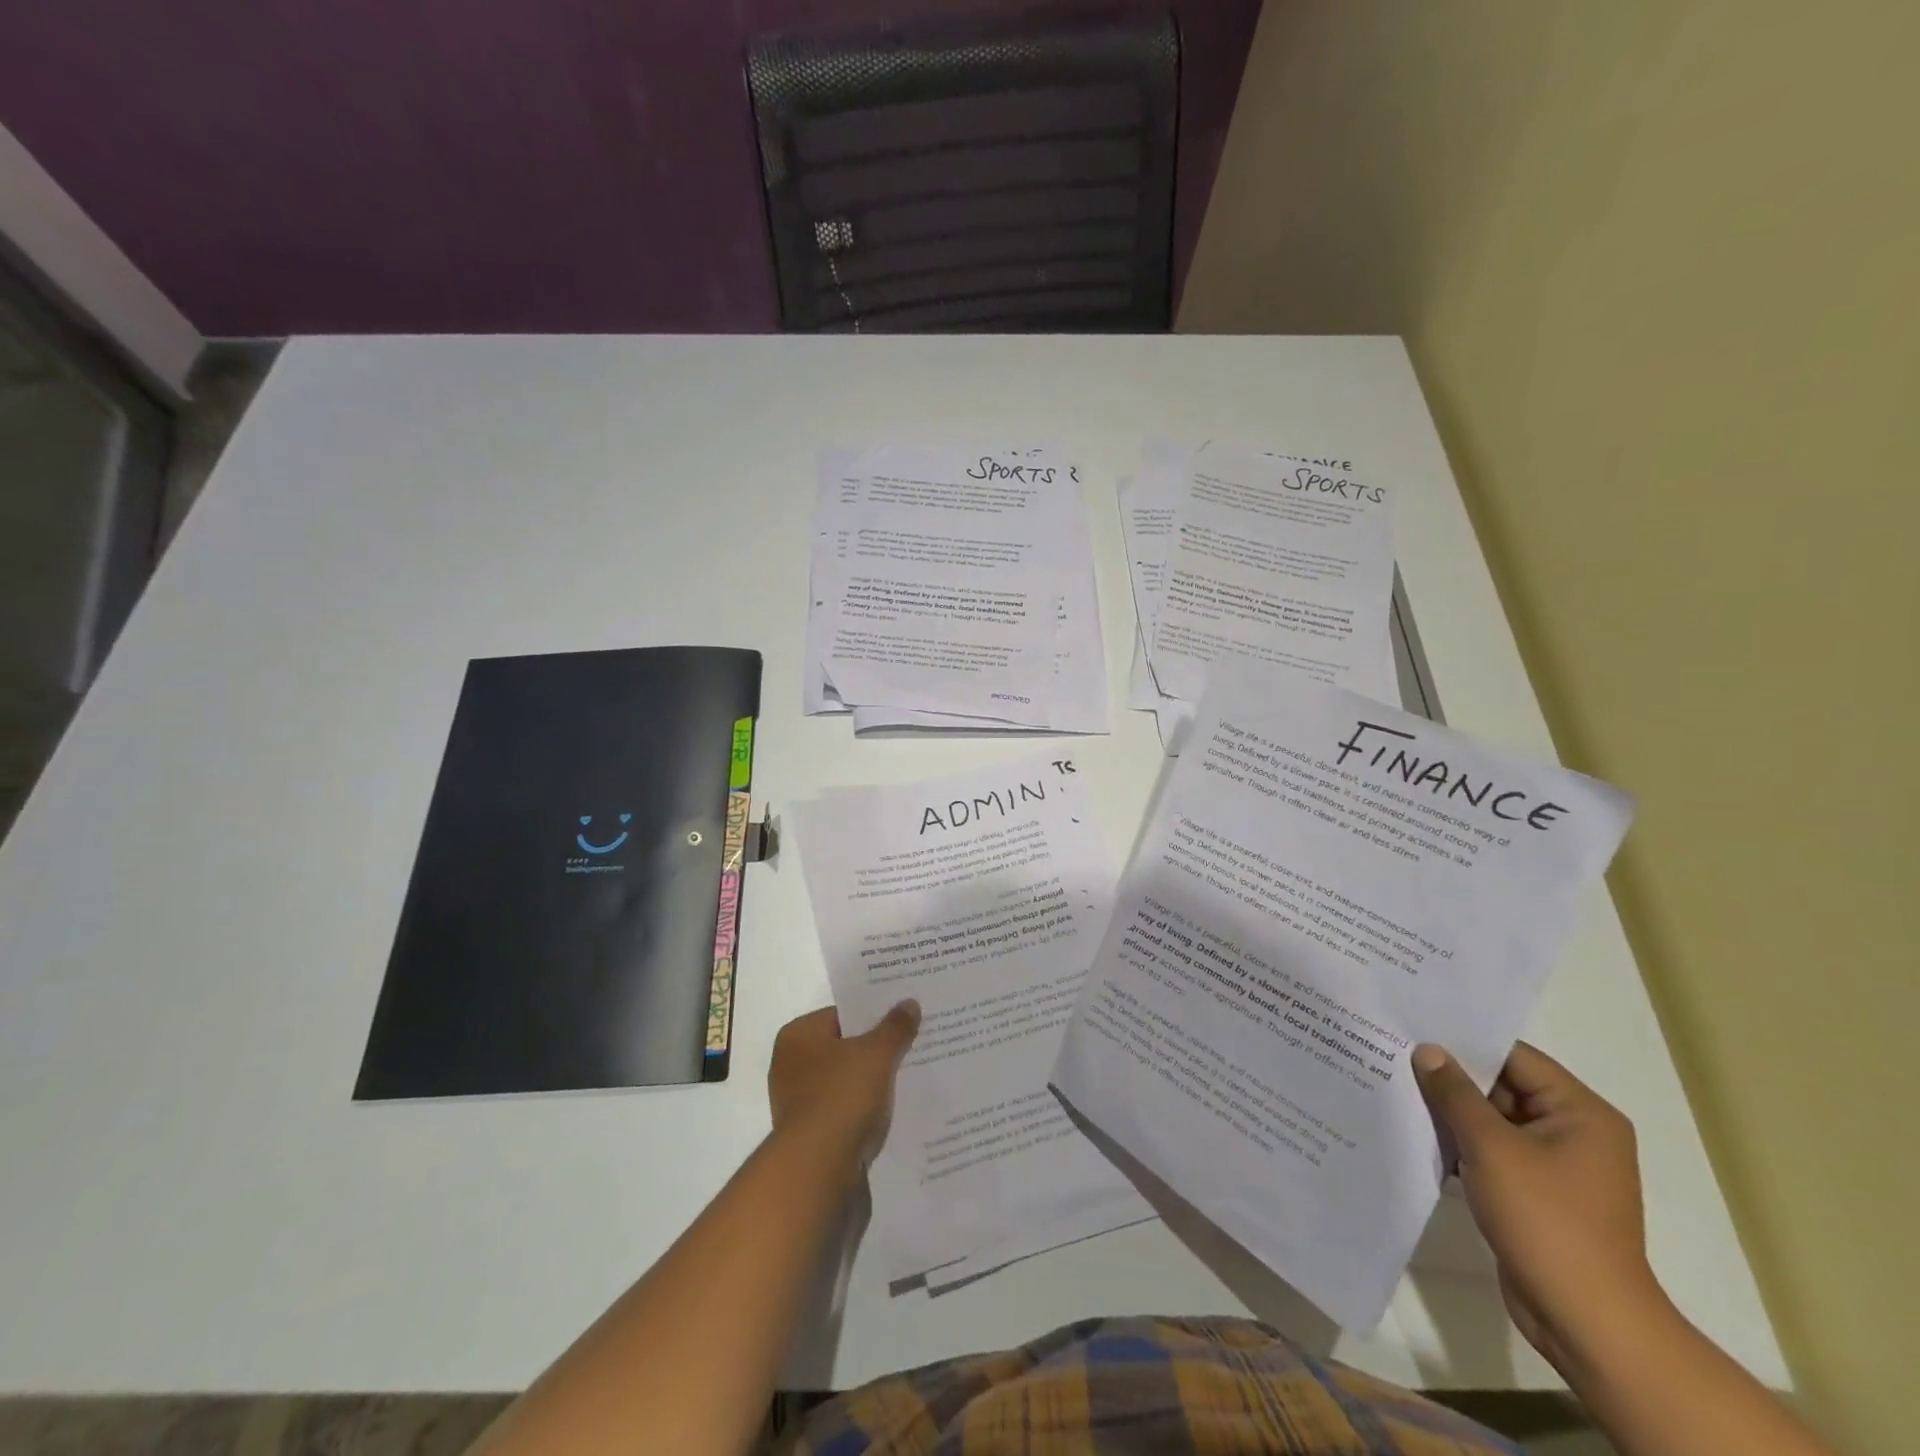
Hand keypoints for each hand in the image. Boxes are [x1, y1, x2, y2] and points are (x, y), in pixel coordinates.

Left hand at [769, 1002, 919, 1170]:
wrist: (818, 1169)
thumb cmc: (841, 1097)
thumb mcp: (876, 1054)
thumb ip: (895, 1027)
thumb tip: (909, 1003)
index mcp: (798, 1036)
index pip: (842, 1015)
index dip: (874, 1015)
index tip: (902, 1017)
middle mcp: (791, 1065)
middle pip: (844, 1048)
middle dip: (876, 1049)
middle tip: (913, 1043)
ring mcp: (798, 1102)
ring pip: (846, 1080)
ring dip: (871, 1081)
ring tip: (910, 1075)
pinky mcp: (810, 1134)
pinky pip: (844, 1109)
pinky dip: (864, 1109)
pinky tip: (892, 1109)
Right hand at [1412, 1041, 1667, 1367]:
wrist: (1586, 1321)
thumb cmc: (1547, 1221)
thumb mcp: (1492, 1147)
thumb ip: (1456, 1093)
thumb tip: (1428, 1050)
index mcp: (1581, 1113)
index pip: (1515, 1058)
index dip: (1464, 1043)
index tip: (1414, 1028)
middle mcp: (1575, 1132)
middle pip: (1503, 1086)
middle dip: (1452, 1078)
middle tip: (1396, 1055)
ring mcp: (1557, 1166)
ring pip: (1493, 1120)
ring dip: (1452, 1112)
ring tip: (1398, 1089)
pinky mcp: (1537, 1193)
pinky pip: (1493, 1151)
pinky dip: (1461, 1143)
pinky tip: (1419, 1134)